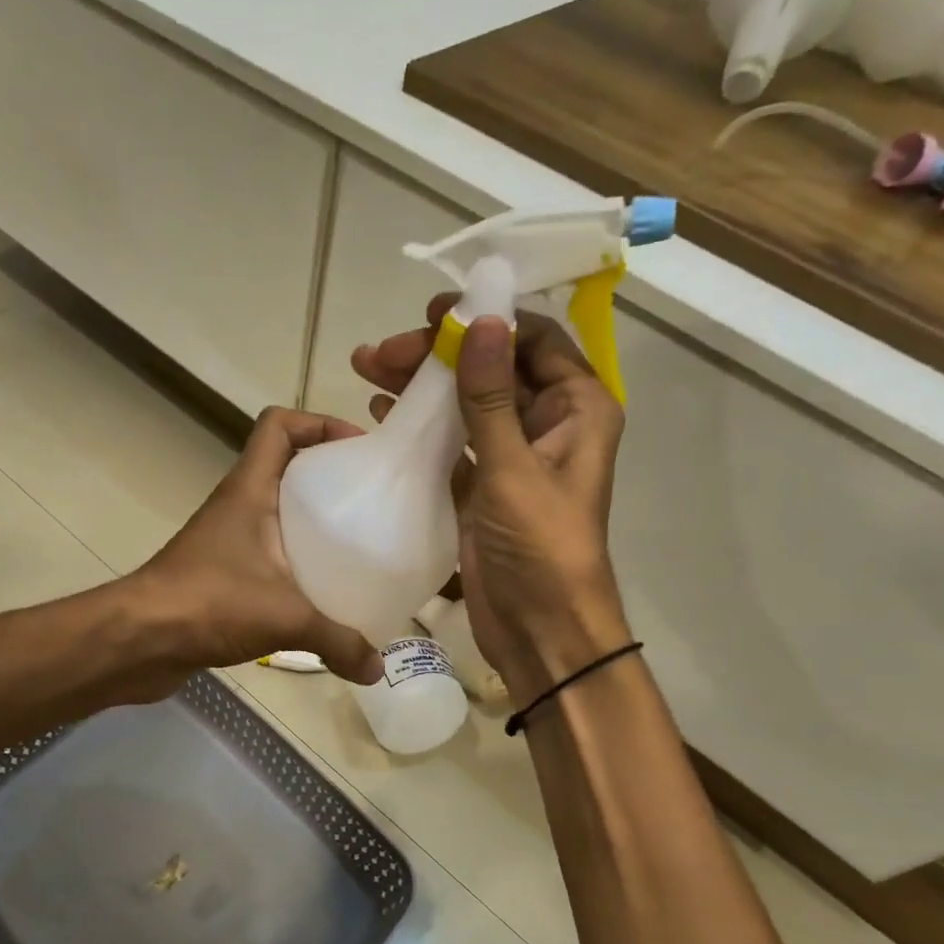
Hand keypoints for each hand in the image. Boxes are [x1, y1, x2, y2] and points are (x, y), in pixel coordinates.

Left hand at [129, 406, 384, 687]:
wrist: (139, 641)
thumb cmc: (208, 603)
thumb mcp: (286, 618)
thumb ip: (338, 642)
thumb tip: (377, 669)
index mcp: (249, 490)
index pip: (278, 426)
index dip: (318, 423)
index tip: (358, 449)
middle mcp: (237, 506)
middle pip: (286, 468)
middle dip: (328, 476)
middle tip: (370, 502)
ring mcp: (226, 541)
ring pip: (276, 514)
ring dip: (312, 523)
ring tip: (356, 547)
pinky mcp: (222, 575)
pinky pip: (267, 556)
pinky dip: (294, 565)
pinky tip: (321, 593)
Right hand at [351, 297, 629, 694]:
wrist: (540, 631)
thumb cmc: (540, 549)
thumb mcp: (514, 469)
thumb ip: (492, 398)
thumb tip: (480, 322)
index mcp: (577, 409)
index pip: (533, 340)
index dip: (486, 318)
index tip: (432, 312)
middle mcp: (547, 425)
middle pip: (491, 368)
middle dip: (438, 355)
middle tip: (381, 351)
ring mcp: (511, 457)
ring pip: (465, 404)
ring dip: (422, 387)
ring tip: (367, 370)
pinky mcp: (481, 488)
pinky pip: (450, 444)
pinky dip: (419, 427)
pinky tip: (381, 412)